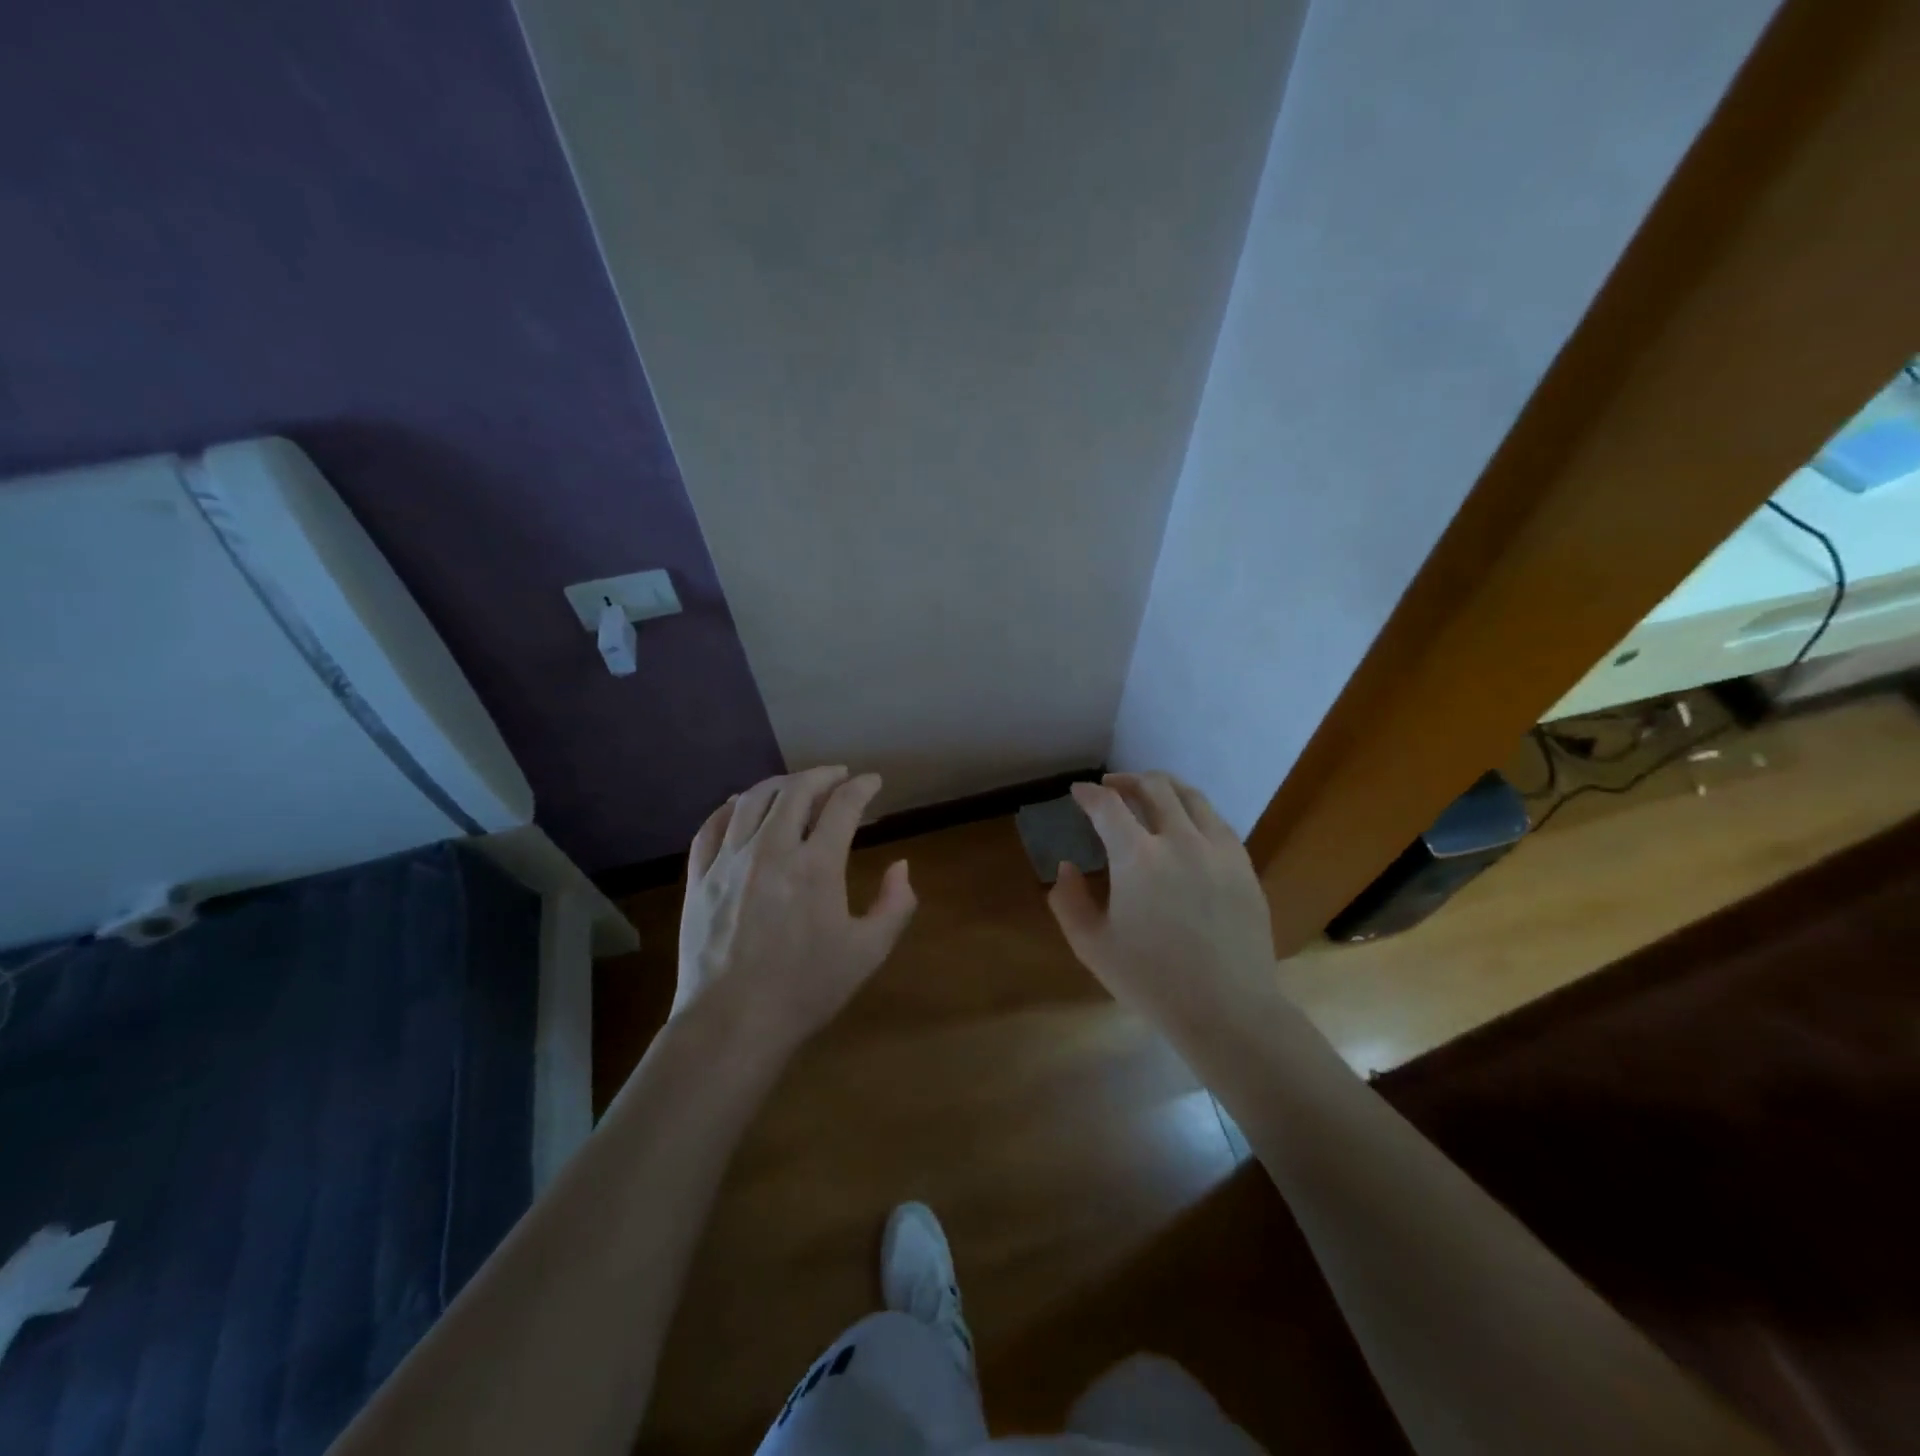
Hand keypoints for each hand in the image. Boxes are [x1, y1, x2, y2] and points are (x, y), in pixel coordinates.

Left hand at [676, 767, 915, 1050]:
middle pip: (796, 790)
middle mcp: (771, 849)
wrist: (733, 1023)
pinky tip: (739, 805)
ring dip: (779, 784)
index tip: (873, 781)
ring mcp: (729, 861)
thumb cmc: (806, 989)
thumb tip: (901, 865)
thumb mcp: (868, 952)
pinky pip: (711, 826)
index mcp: (816, 865)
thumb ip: (895, 904)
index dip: (862, 787)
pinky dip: (730, 807)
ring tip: (794, 785)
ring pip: (752, 800)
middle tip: (837, 776)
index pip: (843, 806)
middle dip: (822, 775)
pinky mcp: (699, 878)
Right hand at [1048, 772, 1276, 1024]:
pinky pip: (1216, 820)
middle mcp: (1180, 840)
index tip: (1078, 793)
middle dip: (1125, 780)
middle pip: (1153, 787)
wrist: (1227, 1010)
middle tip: (1111, 787)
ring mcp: (1218, 849)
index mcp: (1138, 857)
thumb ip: (1068, 901)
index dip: (1088, 794)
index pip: (1108, 806)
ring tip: (1149, 792)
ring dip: (1163, 786)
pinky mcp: (1243, 865)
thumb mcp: (1092, 946)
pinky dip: (1193, 810)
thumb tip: (1066, 867)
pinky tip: (1186, 824)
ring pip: (1190, 796)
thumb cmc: (1152, 981)